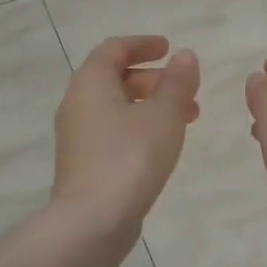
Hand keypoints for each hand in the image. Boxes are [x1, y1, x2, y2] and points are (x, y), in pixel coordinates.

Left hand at [53, 36, 200, 229]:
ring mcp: (78, 137)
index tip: (168, 48)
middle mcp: (77, 104)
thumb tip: (185, 56)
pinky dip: (140, 126)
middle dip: (154, 79)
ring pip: (117, 107)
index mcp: (91, 83)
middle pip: (115, 78)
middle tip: (186, 88)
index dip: (142, 44)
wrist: (92, 222)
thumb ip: (177, 83)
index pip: (114, 49)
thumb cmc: (130, 157)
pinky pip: (114, 131)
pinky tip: (164, 145)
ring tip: (188, 118)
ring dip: (151, 105)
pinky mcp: (84, 163)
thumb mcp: (164, 115)